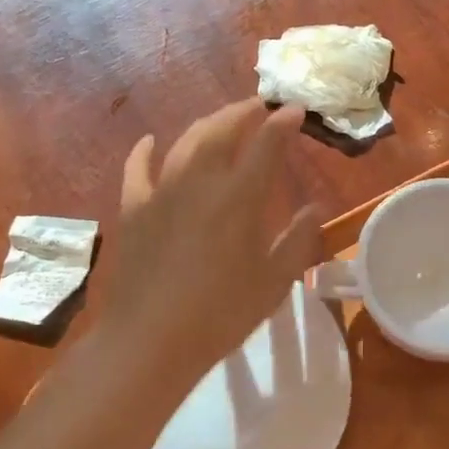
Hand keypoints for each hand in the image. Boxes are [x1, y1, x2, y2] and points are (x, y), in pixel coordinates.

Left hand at [94, 100, 322, 397]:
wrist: (150, 341)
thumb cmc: (220, 314)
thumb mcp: (274, 282)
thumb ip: (298, 239)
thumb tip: (315, 208)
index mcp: (240, 197)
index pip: (267, 144)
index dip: (283, 123)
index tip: (296, 110)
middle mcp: (201, 181)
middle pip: (223, 130)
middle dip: (244, 111)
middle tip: (260, 107)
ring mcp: (162, 191)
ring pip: (186, 141)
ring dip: (208, 124)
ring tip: (223, 120)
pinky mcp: (134, 208)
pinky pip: (138, 168)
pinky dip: (145, 150)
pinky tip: (150, 140)